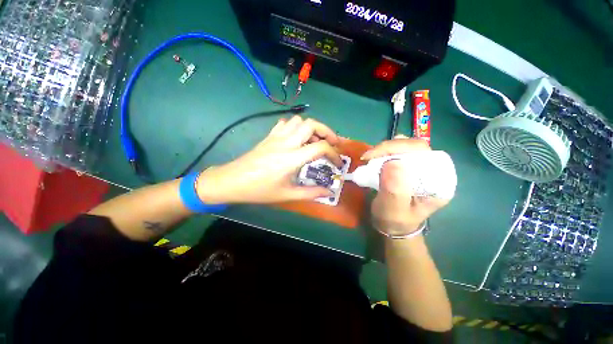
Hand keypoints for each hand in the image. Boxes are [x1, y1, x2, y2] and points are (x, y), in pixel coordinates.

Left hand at [194, 116, 341, 203]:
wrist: (231, 181)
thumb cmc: (259, 190)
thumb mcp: (287, 195)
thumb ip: (311, 193)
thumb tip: (329, 192)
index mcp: (292, 158)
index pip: (320, 147)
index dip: (334, 153)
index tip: (338, 163)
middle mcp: (286, 142)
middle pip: (311, 124)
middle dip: (327, 131)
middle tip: (332, 143)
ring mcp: (276, 137)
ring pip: (298, 120)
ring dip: (311, 128)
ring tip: (314, 141)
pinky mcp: (269, 136)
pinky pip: (285, 123)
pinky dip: (295, 127)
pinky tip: (296, 139)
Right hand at [362, 136, 450, 236]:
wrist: (395, 227)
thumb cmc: (395, 222)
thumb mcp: (393, 211)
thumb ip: (395, 190)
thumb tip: (392, 162)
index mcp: (438, 182)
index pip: (423, 153)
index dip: (399, 148)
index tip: (375, 156)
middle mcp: (434, 171)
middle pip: (415, 146)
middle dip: (389, 147)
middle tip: (368, 157)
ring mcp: (421, 167)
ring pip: (405, 145)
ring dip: (385, 149)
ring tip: (370, 158)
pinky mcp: (410, 166)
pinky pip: (398, 152)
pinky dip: (384, 152)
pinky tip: (375, 159)